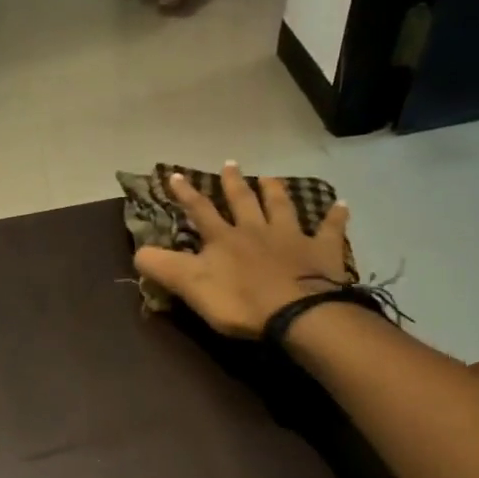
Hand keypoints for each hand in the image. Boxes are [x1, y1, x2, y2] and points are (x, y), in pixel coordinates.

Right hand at [133, 162, 356, 338]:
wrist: (296, 312)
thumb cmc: (240, 301)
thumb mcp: (191, 286)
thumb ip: (163, 268)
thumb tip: (137, 251)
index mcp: (223, 239)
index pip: (200, 211)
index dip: (186, 194)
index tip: (175, 175)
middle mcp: (256, 230)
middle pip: (243, 201)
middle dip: (232, 183)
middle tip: (230, 164)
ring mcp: (291, 238)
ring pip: (282, 207)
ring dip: (275, 191)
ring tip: (270, 177)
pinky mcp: (321, 252)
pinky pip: (329, 229)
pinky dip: (334, 216)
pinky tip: (341, 204)